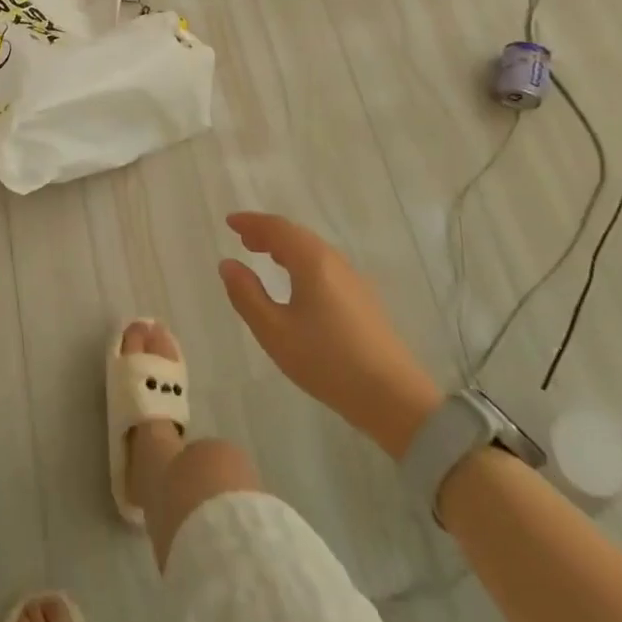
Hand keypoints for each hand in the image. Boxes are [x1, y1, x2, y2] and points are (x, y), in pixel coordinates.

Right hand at [218, 213, 441, 457]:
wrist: (394, 399)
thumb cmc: (327, 360)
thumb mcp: (274, 331)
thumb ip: (246, 294)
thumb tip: (228, 264)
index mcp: (312, 261)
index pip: (277, 228)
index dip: (251, 222)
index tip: (230, 222)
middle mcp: (334, 262)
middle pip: (297, 235)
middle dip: (267, 232)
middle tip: (243, 238)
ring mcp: (353, 280)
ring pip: (313, 250)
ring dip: (285, 247)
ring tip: (264, 255)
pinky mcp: (363, 300)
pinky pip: (325, 265)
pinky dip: (301, 261)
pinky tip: (296, 282)